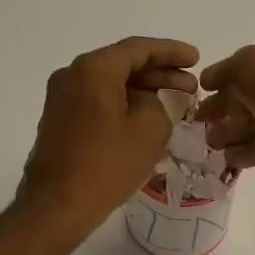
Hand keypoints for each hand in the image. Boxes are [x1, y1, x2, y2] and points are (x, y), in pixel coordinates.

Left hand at [19, 37, 198, 225]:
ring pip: (111, 84)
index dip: (171, 52)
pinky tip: (145, 119)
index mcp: (94, 69)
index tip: (196, 58)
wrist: (58, 204)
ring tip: (174, 102)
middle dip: (159, 72)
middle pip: (123, 64)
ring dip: (143, 90)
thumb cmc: (108, 165)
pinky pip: (99, 101)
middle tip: (191, 85)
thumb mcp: (150, 130)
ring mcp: (62, 98)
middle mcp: (73, 75)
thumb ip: (157, 104)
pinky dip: (124, 104)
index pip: (139, 49)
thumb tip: (144, 102)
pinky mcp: (60, 121)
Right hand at [195, 27, 254, 187]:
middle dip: (222, 108)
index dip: (223, 76)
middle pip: (248, 95)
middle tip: (198, 122)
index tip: (200, 91)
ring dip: (228, 132)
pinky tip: (224, 158)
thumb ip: (223, 73)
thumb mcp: (246, 65)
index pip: (247, 62)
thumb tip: (208, 82)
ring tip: (207, 142)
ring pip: (252, 123)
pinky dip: (241, 153)